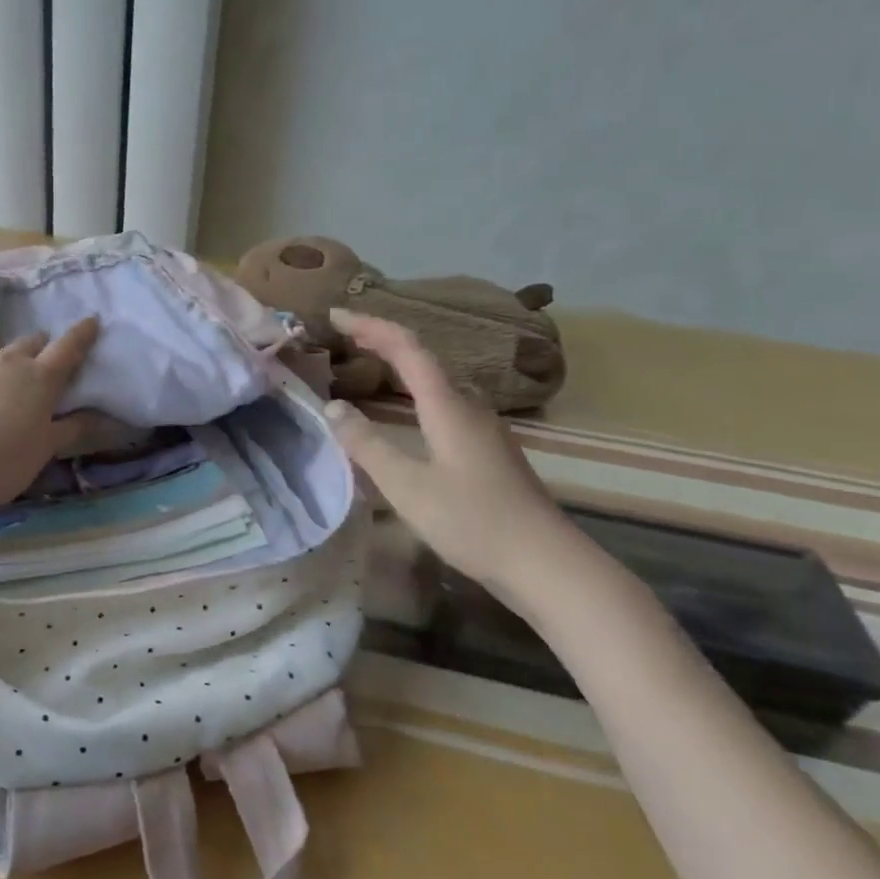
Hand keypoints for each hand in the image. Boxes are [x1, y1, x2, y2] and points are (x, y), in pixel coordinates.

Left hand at [0, 319, 102, 513]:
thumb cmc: (6, 462)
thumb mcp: (46, 449)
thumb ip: (71, 428)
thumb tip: (97, 416)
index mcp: (40, 378)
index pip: (68, 349)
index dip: (82, 334)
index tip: (91, 321)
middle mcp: (7, 362)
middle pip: (27, 342)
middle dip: (36, 346)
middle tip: (38, 359)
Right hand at [325, 309, 576, 596]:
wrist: (546, 564)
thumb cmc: (473, 522)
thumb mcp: (408, 486)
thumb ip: (367, 446)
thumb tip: (333, 408)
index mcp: (448, 406)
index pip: (407, 348)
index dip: (370, 326)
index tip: (334, 314)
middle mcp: (469, 407)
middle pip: (423, 358)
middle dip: (382, 340)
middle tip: (343, 335)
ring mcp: (483, 429)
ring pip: (436, 382)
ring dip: (400, 365)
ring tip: (367, 365)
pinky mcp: (488, 452)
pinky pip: (444, 404)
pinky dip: (414, 393)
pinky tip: (404, 416)